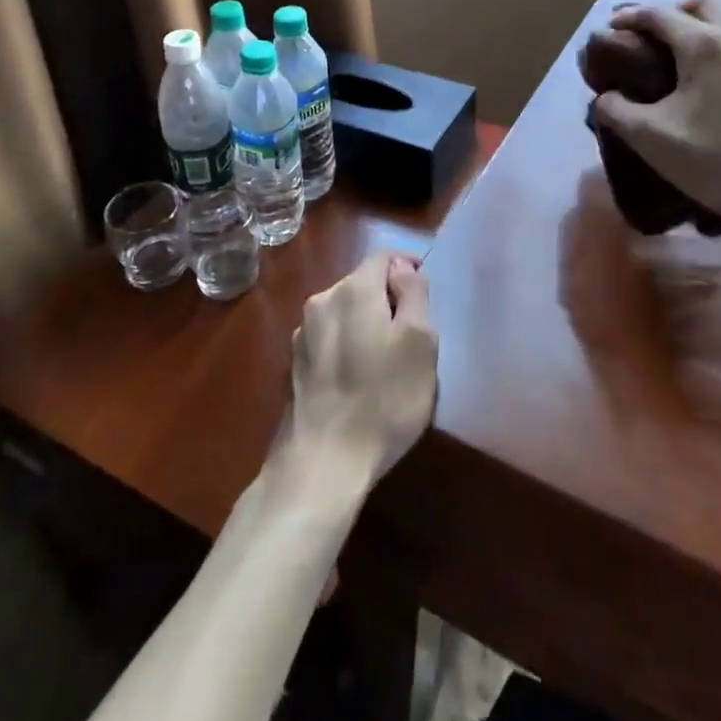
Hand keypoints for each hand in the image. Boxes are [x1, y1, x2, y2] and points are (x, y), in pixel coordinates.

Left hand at [284, 253, 437, 494]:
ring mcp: (302, 334)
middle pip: (362, 283)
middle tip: (412, 335)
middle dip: (387, 298)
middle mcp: (322, 300)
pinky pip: (330, 338)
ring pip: (344, 311)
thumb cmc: (383, 399)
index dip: (408, 266)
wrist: (322, 463)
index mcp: (353, 289)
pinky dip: (347, 345)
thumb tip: (403, 269)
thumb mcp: (420, 343)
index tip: (425, 293)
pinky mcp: (294, 365)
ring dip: (366, 323)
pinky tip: (359, 380)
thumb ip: (415, 294)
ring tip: (386, 361)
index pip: (384, 256)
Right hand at [592, 0, 720, 226]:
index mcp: (704, 45)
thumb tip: (606, 97)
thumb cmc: (711, 163)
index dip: (631, 16)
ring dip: (714, 33)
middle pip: (708, 3)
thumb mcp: (648, 138)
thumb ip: (615, 109)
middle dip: (679, 11)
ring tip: (698, 62)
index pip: (659, 14)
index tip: (615, 26)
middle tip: (661, 35)